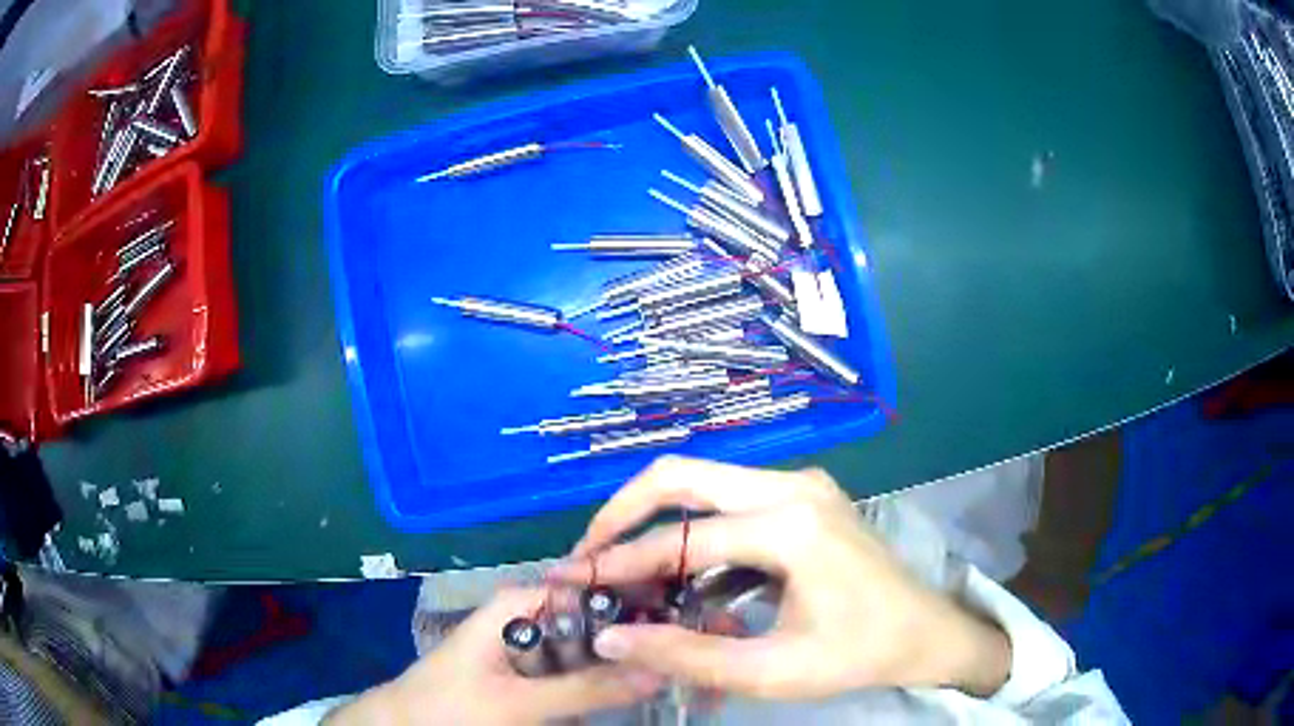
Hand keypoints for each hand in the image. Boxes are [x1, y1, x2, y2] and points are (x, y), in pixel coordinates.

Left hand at [326, 588, 662, 724]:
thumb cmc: (449, 706)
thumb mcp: (519, 702)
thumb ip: (588, 688)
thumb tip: (663, 667)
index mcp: (525, 601)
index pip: (599, 584)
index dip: (647, 598)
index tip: (694, 618)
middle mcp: (534, 613)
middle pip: (602, 616)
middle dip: (643, 634)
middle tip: (693, 652)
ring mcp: (536, 643)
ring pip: (596, 645)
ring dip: (630, 658)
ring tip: (679, 669)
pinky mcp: (536, 670)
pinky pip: (581, 669)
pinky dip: (608, 679)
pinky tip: (641, 687)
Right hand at [552, 457, 1011, 699]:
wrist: (924, 631)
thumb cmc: (857, 653)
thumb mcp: (771, 670)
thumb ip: (685, 656)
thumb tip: (611, 638)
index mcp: (791, 526)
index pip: (681, 539)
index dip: (617, 562)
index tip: (569, 577)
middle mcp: (793, 486)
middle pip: (683, 477)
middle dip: (623, 514)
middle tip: (588, 555)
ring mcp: (800, 484)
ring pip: (704, 483)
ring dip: (656, 521)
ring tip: (623, 568)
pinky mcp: (803, 496)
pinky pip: (731, 501)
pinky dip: (693, 530)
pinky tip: (681, 574)